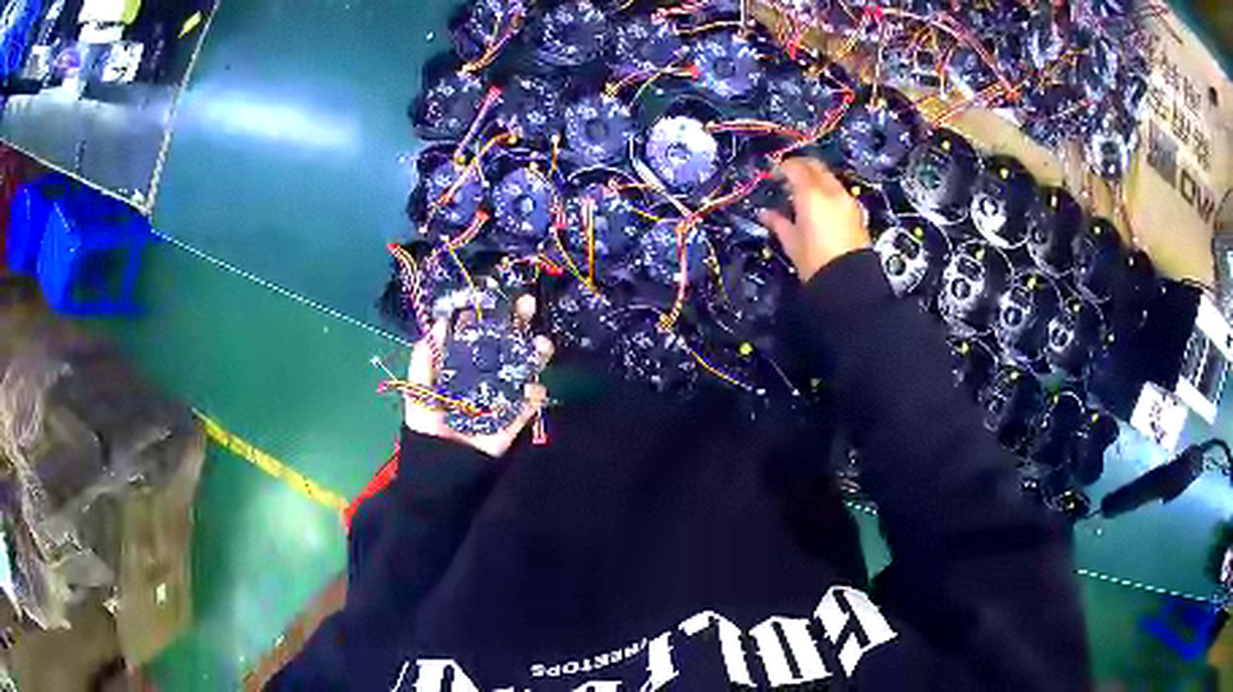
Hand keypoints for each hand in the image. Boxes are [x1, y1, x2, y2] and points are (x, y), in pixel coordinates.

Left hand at [404, 295, 554, 457]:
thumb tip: (438, 323)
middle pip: (505, 343)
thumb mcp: (417, 389)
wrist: (439, 469)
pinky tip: (534, 388)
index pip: (476, 334)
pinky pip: (529, 406)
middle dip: (518, 323)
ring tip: (542, 344)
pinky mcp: (513, 420)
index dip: (485, 314)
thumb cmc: (426, 427)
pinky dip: (534, 396)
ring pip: (523, 369)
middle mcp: (485, 375)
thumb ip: (424, 359)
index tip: (494, 293)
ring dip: (535, 354)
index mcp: (461, 365)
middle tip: (528, 303)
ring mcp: (502, 396)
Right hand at [758, 158, 869, 282]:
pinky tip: (820, 207)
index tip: (773, 175)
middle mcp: (831, 190)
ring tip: (803, 194)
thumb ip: (778, 222)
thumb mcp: (791, 242)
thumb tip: (765, 213)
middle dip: (800, 167)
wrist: (849, 282)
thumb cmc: (814, 262)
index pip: (795, 168)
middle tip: (788, 178)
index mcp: (811, 194)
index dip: (782, 168)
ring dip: (815, 178)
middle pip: (815, 166)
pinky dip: (827, 191)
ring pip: (828, 177)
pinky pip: (839, 191)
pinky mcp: (857, 212)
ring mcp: (847, 200)